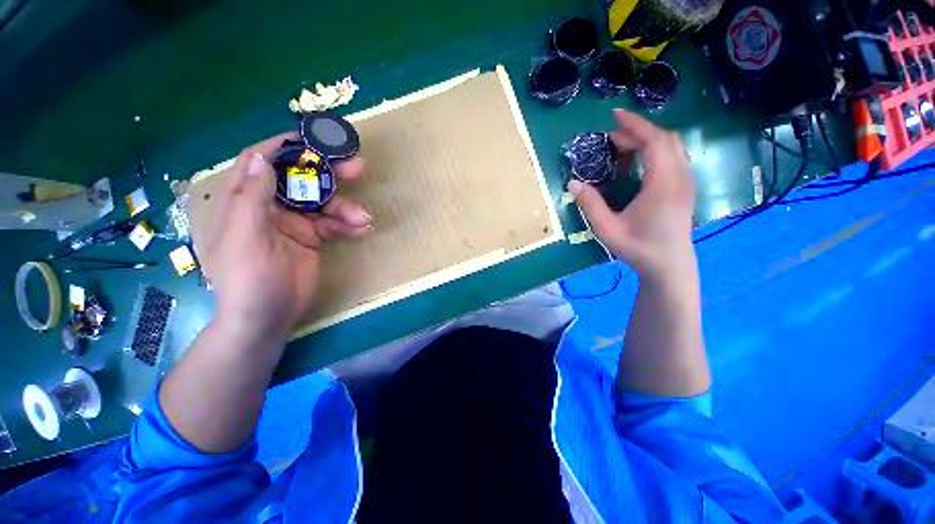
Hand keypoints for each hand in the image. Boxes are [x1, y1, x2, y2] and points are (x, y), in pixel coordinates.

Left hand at [198, 132, 371, 338]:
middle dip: (328, 173)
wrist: (267, 318)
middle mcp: (268, 206)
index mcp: (243, 200)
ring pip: (323, 203)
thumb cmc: (248, 279)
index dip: (286, 147)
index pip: (261, 162)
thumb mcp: (244, 237)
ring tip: (363, 217)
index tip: (315, 139)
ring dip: (346, 207)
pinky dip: (348, 225)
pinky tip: (362, 229)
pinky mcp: (312, 238)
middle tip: (357, 167)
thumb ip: (252, 197)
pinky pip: (333, 224)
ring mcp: (293, 222)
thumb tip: (261, 157)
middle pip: (300, 179)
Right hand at [569, 109, 695, 280]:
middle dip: (638, 131)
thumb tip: (573, 183)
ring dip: (648, 140)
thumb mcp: (607, 229)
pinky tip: (638, 161)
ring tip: (622, 147)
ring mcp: (686, 181)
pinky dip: (656, 150)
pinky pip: (674, 156)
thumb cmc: (638, 247)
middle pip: (665, 139)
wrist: (668, 265)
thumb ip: (590, 205)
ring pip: (673, 146)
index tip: (615, 115)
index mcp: (663, 184)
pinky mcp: (685, 187)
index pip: (654, 141)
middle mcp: (680, 177)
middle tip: (611, 138)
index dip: (635, 125)